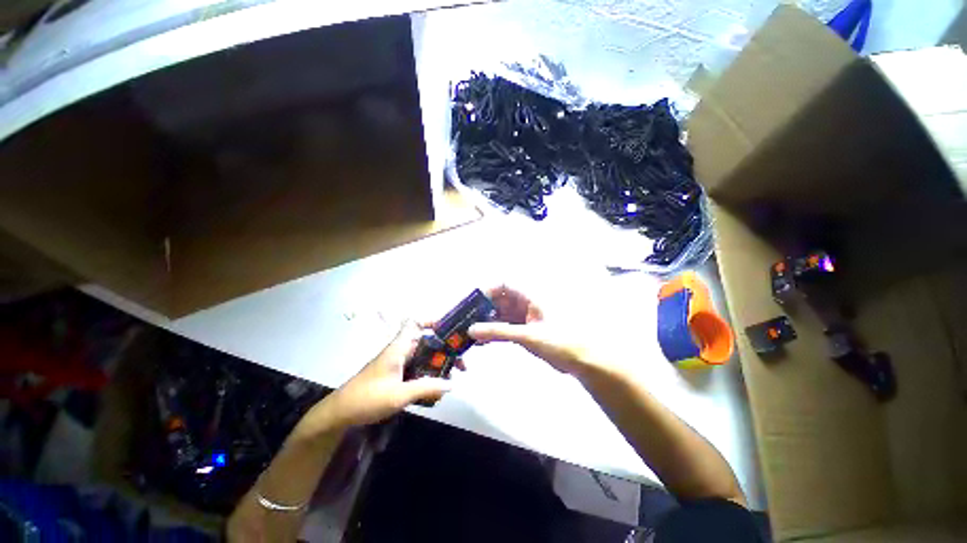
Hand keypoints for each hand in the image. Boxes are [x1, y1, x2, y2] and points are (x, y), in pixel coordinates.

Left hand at [309, 321, 451, 430]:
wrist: (340, 414)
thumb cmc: (368, 399)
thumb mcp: (399, 395)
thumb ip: (427, 388)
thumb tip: (452, 384)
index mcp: (399, 348)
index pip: (416, 324)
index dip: (433, 322)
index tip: (451, 331)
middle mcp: (400, 351)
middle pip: (427, 343)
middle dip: (445, 352)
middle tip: (461, 366)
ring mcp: (398, 363)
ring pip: (424, 358)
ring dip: (438, 366)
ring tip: (451, 379)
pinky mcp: (396, 375)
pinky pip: (418, 370)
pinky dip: (429, 376)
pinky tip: (436, 390)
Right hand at [468, 285, 594, 375]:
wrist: (580, 361)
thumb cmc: (559, 341)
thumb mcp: (527, 335)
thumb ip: (498, 332)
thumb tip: (471, 330)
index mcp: (529, 296)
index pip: (503, 283)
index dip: (486, 290)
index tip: (471, 303)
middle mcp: (524, 302)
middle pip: (498, 299)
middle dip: (482, 308)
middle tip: (465, 320)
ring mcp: (524, 316)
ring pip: (500, 314)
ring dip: (486, 322)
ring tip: (470, 333)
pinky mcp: (524, 329)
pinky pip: (504, 326)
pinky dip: (494, 332)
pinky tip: (482, 341)